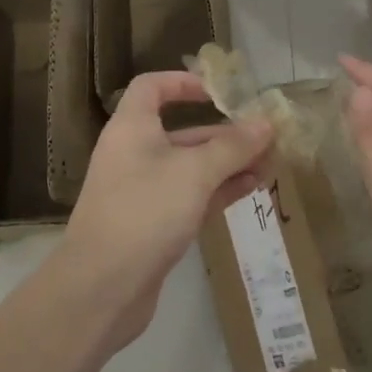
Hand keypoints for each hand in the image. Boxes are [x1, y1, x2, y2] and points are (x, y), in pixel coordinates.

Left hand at [58, 71, 273, 348]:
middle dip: (224, 133)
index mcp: (132, 128)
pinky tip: (252, 190)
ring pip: (190, 167)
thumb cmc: (145, 212)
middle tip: (266, 138)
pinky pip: (190, 195)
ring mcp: (142, 191)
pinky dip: (218, 189)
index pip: (152, 87)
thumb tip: (266, 124)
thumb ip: (233, 147)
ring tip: (270, 166)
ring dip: (228, 164)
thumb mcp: (195, 173)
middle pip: (181, 131)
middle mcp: (134, 153)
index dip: (184, 82)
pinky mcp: (152, 224)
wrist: (101, 289)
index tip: (220, 92)